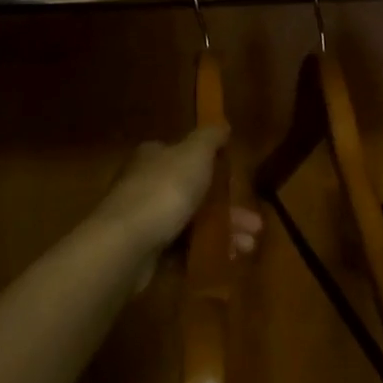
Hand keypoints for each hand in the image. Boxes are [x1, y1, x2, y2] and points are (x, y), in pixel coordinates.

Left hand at [88, 125, 262, 265]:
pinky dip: (205, 252)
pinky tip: (228, 258)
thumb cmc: (165, 190)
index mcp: (154, 157)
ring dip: (223, 232)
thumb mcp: (194, 154)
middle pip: (194, 193)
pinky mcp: (146, 252)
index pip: (184, 155)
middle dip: (228, 208)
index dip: (213, 166)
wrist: (127, 244)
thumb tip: (222, 124)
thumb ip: (210, 137)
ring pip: (192, 223)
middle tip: (255, 225)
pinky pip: (183, 249)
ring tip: (248, 246)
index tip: (237, 180)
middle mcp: (146, 185)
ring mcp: (145, 220)